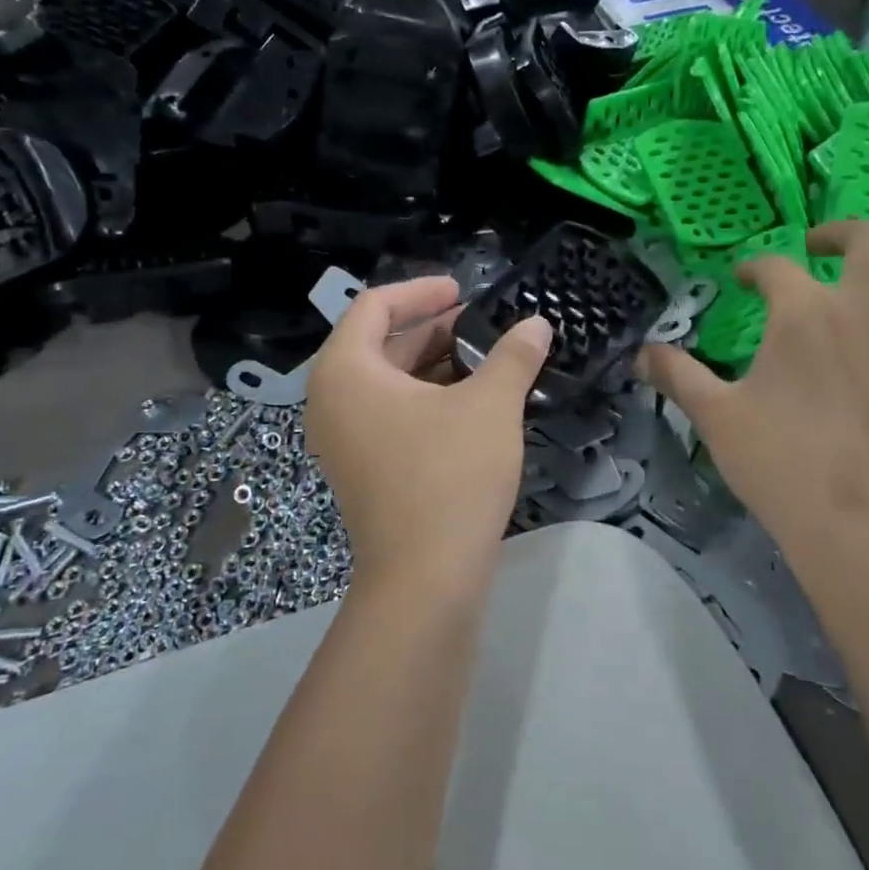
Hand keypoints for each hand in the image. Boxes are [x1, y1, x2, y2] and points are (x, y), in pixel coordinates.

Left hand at [306, 276, 551, 598]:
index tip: (464, 290)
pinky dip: (427, 399)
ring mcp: (343, 438)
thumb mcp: (489, 405)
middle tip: (485, 326)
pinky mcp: (361, 467)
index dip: (422, 291)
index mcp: (345, 371)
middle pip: (380, 343)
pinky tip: (473, 403)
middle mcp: (331, 399)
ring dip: (435, 365)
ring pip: (388, 382)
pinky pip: (390, 414)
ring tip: (488, 361)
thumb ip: (512, 356)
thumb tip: (537, 324)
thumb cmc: (450, 476)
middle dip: (434, 330)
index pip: (374, 306)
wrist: (425, 579)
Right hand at [641, 221, 868, 556]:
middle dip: (840, 233)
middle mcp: (867, 310)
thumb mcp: (714, 414)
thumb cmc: (778, 460)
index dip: (754, 268)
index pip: (777, 267)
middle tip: (817, 249)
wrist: (858, 523)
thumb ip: (677, 374)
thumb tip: (641, 353)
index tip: (741, 280)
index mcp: (806, 312)